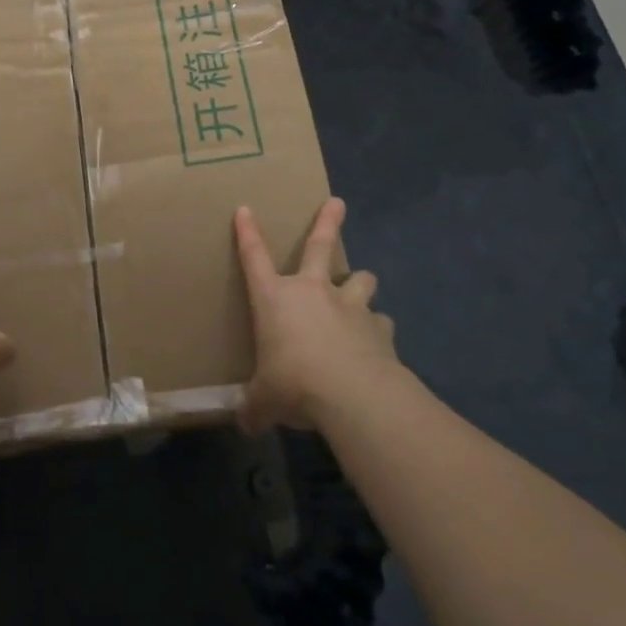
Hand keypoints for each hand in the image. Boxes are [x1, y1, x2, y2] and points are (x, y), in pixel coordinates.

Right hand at [235, 197, 392, 432]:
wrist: (351, 394)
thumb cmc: (293, 383)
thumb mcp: (265, 400)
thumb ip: (255, 406)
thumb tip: (245, 423)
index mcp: (275, 298)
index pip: (254, 257)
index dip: (247, 233)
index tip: (245, 210)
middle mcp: (313, 292)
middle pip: (320, 245)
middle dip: (328, 221)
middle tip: (337, 203)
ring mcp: (349, 306)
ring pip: (361, 280)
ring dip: (360, 283)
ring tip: (360, 291)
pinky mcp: (379, 329)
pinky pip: (381, 322)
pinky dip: (378, 330)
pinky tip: (377, 343)